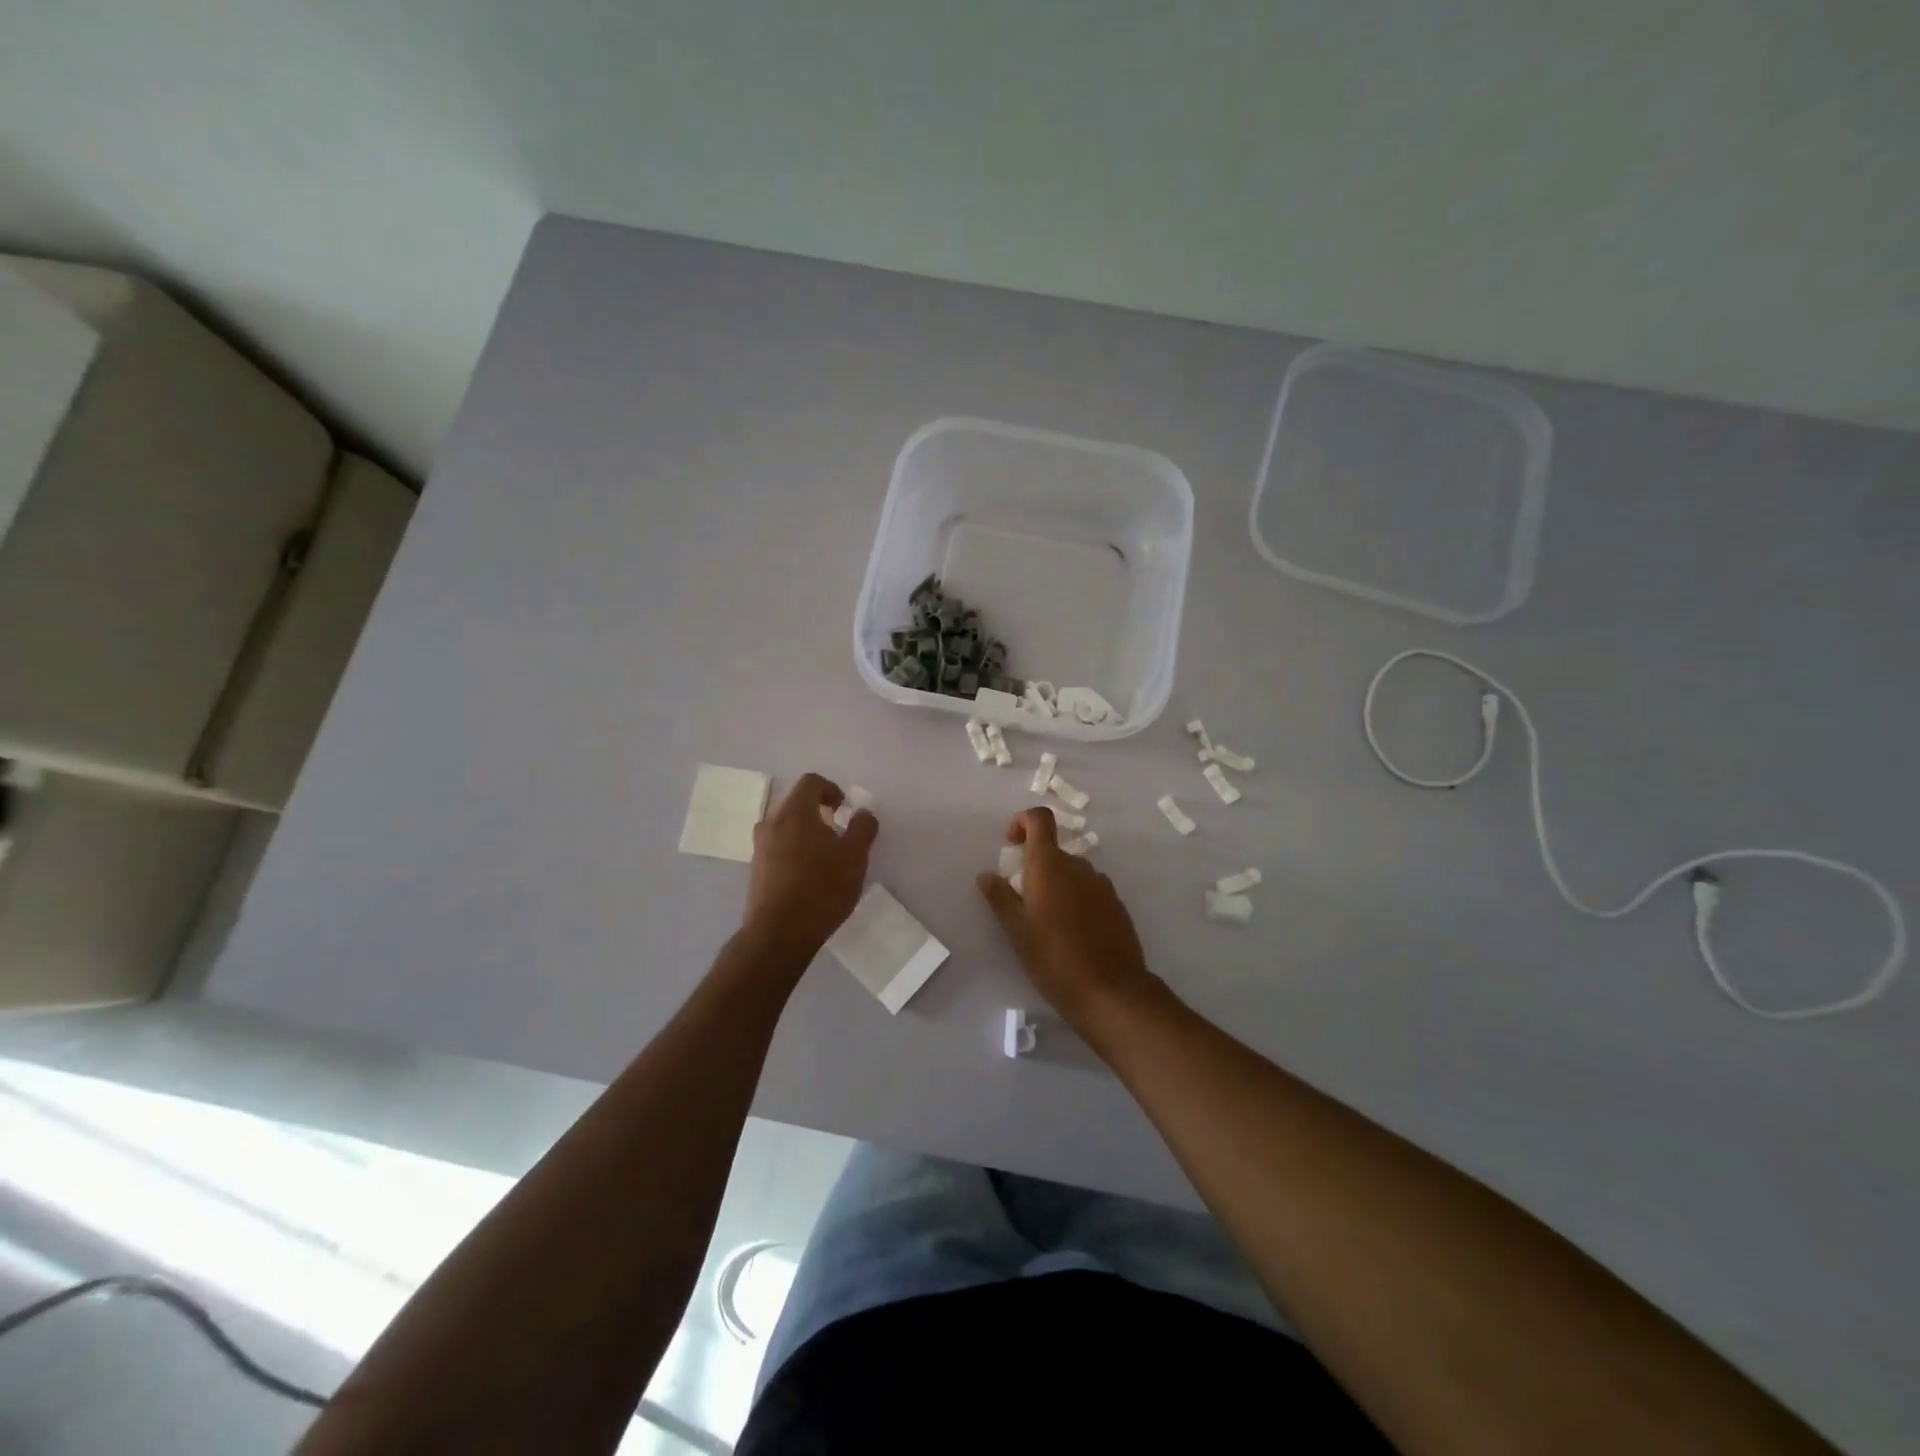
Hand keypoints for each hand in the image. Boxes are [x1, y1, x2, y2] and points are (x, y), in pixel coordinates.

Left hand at [743, 773, 877, 958]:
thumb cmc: (821, 888)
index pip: (811, 782)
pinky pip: (777, 850)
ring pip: (785, 828)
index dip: (831, 789)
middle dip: (819, 813)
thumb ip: (862, 829)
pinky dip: (794, 853)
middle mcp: (772, 824)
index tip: (845, 810)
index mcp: (795, 812)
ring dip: (805, 834)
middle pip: (796, 804)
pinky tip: (809, 878)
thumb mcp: (854, 857)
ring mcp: (759, 848)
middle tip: (838, 834)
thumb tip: (863, 812)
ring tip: (825, 859)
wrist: (778, 934)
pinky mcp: (756, 872)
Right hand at [976, 808, 1162, 1025]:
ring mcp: (1102, 885)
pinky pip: (1090, 892)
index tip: (1011, 844)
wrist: (1110, 991)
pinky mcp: (1117, 906)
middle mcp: (1078, 866)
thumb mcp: (1017, 930)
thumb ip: (1000, 898)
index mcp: (1050, 865)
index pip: (1039, 818)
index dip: (1022, 821)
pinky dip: (1077, 901)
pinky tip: (1072, 935)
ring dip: (1057, 886)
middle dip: (1036, 867)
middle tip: (1023, 902)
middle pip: (1054, 851)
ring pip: (1073, 873)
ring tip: (1048, 924)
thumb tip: (986, 875)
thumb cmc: (1053, 958)